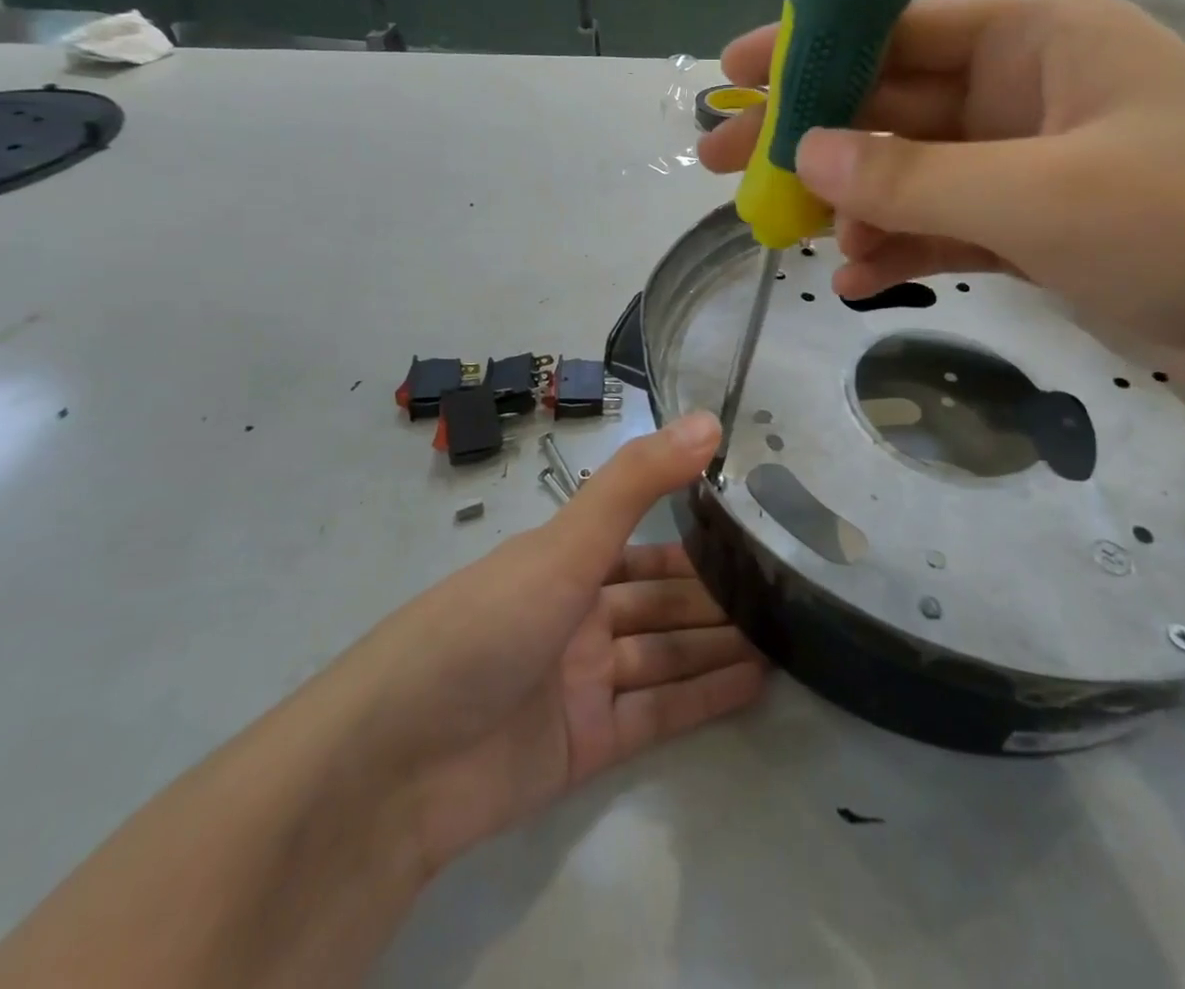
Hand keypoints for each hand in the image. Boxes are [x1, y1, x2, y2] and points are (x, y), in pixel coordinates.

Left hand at [362, 413, 763, 874]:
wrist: (396, 764)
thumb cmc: (485, 626)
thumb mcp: (566, 544)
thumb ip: (638, 481)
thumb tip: (708, 421)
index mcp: (564, 563)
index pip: (644, 545)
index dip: (696, 540)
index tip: (755, 532)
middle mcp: (576, 617)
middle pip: (660, 602)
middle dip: (716, 598)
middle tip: (788, 590)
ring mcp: (581, 684)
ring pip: (665, 656)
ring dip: (719, 645)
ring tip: (788, 636)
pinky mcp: (586, 746)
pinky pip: (659, 714)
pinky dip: (705, 697)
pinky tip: (757, 682)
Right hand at [698, 0, 1184, 418]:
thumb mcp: (1040, 193)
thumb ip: (912, 174)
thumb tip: (803, 151)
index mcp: (1036, 38)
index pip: (896, 27)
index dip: (809, 49)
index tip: (733, 74)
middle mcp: (1025, 90)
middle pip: (890, 103)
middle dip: (807, 134)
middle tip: (720, 160)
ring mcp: (1029, 163)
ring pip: (909, 170)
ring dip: (849, 201)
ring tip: (782, 233)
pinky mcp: (1038, 227)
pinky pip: (944, 224)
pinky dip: (900, 246)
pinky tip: (855, 278)